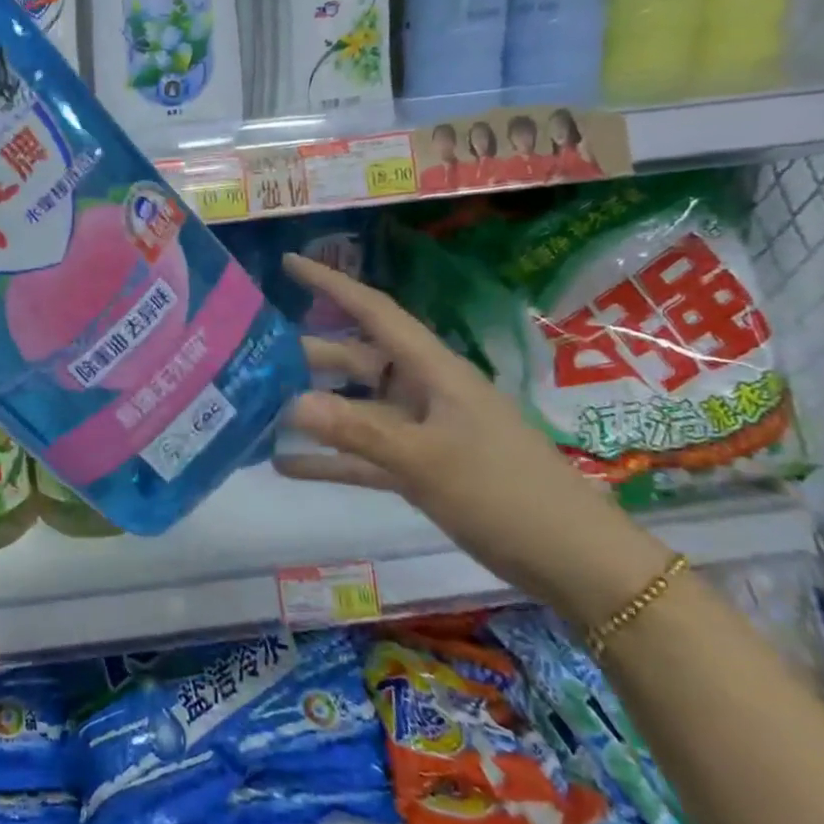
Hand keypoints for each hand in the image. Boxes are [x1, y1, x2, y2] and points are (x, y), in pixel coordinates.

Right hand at [273, 253, 663, 626]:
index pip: (374, 311)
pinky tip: (285, 465)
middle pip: (355, 358)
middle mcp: (422, 390)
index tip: (287, 263)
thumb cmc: (505, 493)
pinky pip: (363, 454)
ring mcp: (420, 429)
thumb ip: (356, 431)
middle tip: (250, 353)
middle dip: (306, 354)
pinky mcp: (419, 467)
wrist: (572, 561)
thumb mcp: (426, 460)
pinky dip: (329, 458)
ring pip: (354, 407)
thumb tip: (290, 405)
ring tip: (256, 406)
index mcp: (432, 369)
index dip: (331, 284)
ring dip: (312, 408)